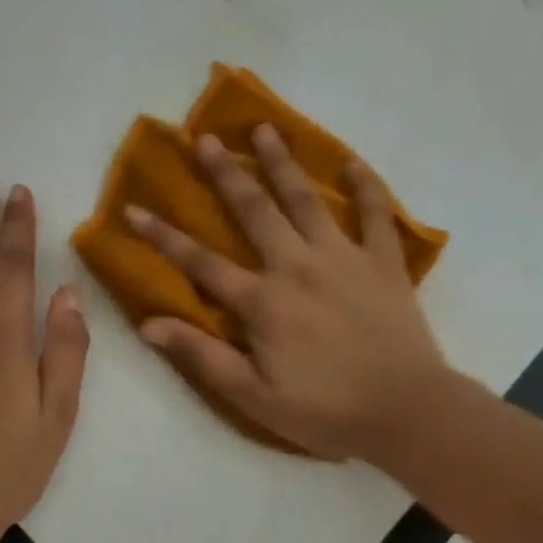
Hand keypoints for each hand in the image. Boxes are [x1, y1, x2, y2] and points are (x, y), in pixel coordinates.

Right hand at [128, 125, 448, 461]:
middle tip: (206, 138)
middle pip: (255, 210)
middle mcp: (298, 266)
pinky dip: (367, 187)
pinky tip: (353, 163)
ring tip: (266, 129)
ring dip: (283, 163)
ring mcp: (343, 258)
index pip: (201, 262)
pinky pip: (376, 215)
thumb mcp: (254, 397)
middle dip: (226, 173)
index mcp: (263, 302)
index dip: (163, 236)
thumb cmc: (327, 411)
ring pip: (307, 200)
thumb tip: (149, 324)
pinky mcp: (383, 262)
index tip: (133, 208)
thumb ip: (203, 357)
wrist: (409, 413)